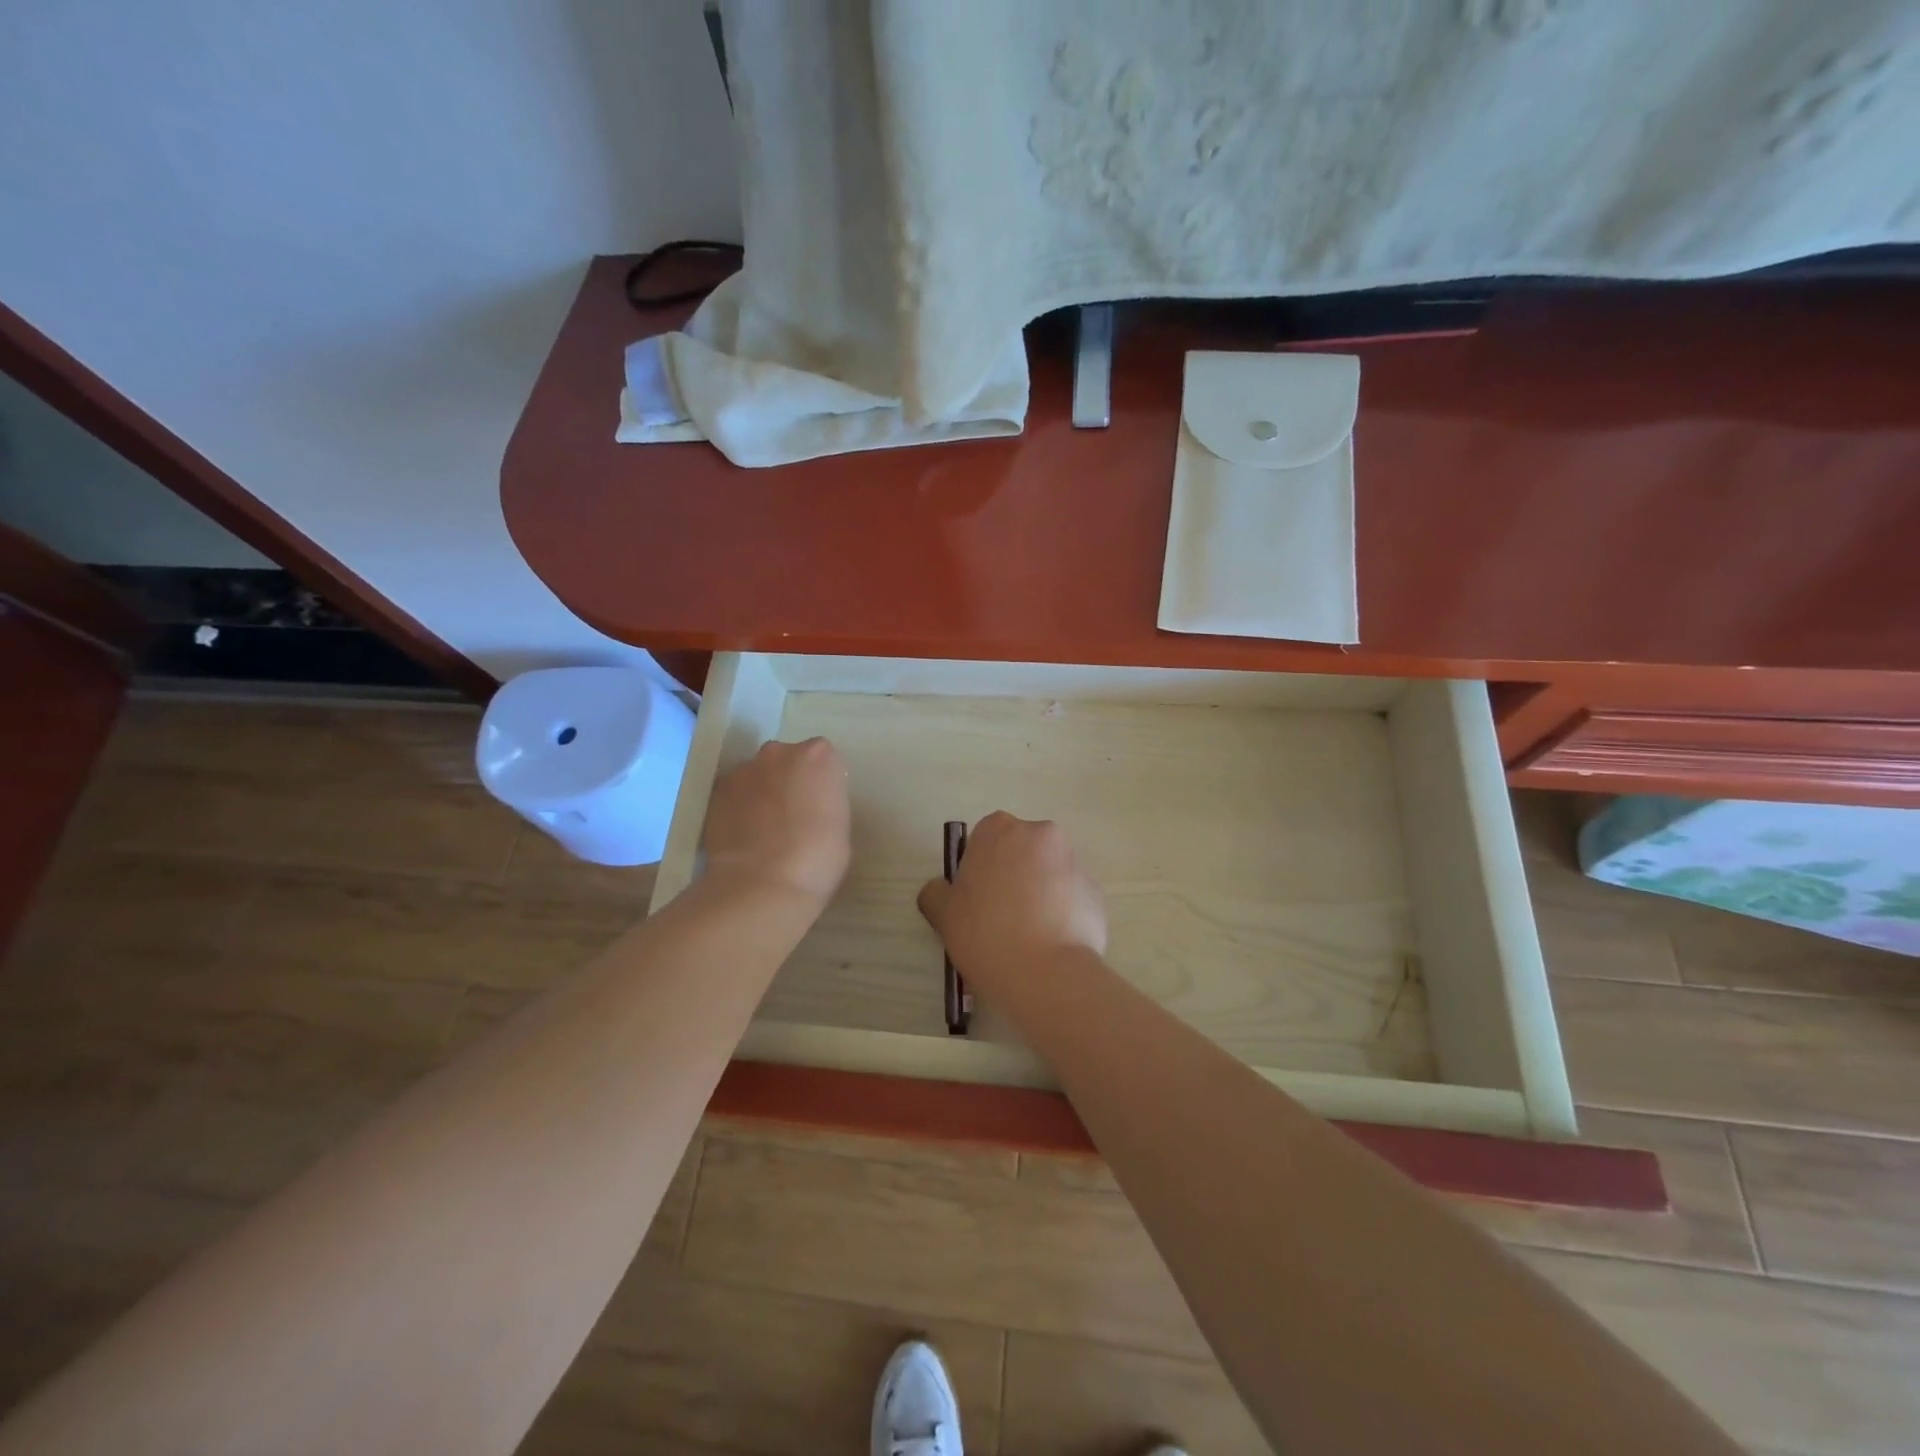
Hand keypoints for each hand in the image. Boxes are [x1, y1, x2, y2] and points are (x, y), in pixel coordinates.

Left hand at [702, 738, 849, 906]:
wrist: (763, 885)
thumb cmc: (818, 859)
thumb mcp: (840, 827)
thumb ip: (825, 804)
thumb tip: (810, 809)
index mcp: (819, 757)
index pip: (822, 761)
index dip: (821, 784)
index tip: (820, 806)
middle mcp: (780, 753)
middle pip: (787, 760)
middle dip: (789, 780)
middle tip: (792, 815)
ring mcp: (744, 770)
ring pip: (757, 776)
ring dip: (761, 793)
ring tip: (763, 830)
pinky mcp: (716, 792)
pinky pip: (734, 795)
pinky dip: (738, 808)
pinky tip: (743, 836)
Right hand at [916, 812, 1106, 982]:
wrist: (1046, 973)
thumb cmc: (986, 934)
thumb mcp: (943, 914)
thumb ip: (936, 893)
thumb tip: (940, 889)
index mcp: (999, 830)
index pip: (985, 839)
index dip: (979, 868)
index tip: (977, 900)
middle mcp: (1040, 834)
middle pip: (1021, 851)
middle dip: (1013, 875)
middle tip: (1001, 917)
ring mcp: (1073, 861)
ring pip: (1048, 872)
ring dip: (1039, 893)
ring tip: (1029, 936)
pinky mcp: (1096, 891)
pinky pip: (1071, 896)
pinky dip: (1062, 913)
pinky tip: (1052, 944)